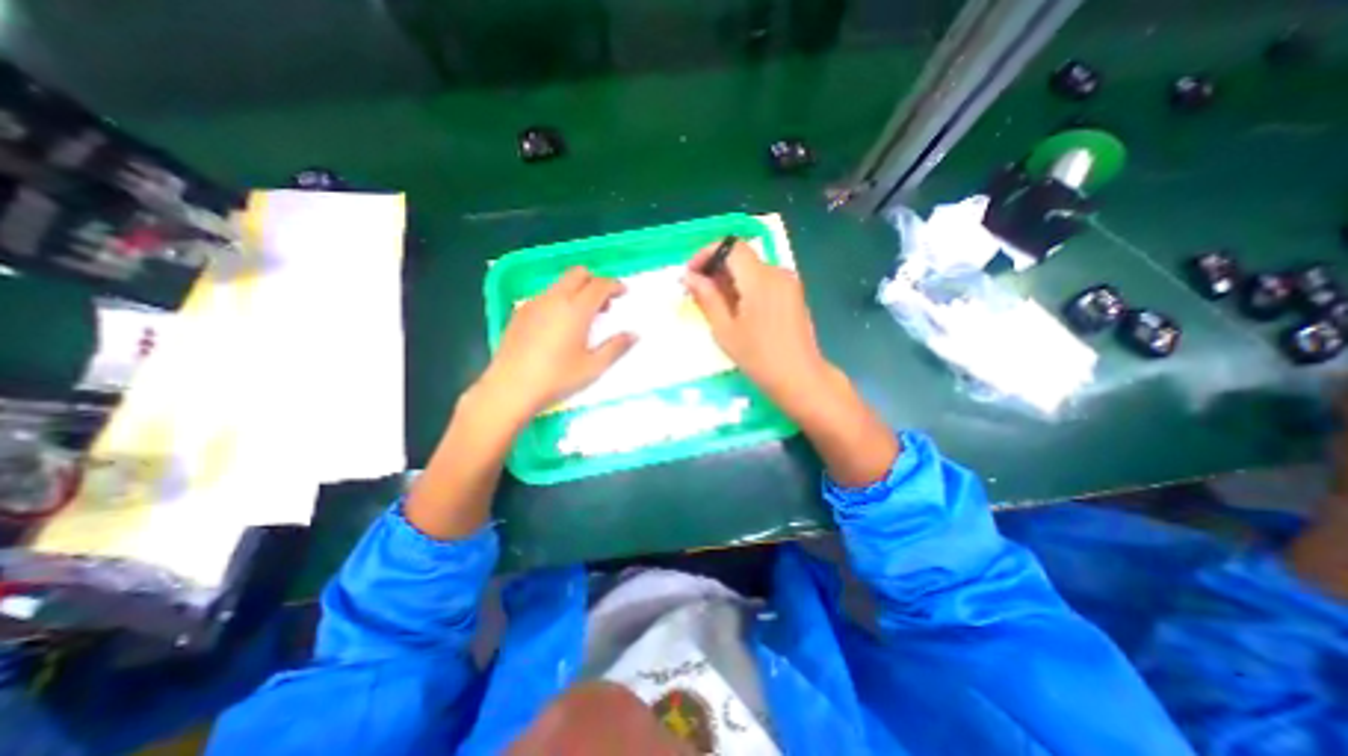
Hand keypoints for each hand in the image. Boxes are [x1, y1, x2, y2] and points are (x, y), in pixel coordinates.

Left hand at [480, 265, 638, 426]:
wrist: (510, 388)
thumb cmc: (557, 378)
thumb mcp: (593, 367)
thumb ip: (616, 347)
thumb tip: (634, 335)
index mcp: (576, 309)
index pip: (599, 285)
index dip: (614, 285)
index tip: (623, 292)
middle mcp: (554, 299)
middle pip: (577, 273)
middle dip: (595, 281)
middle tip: (604, 302)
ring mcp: (534, 303)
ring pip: (560, 283)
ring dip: (577, 290)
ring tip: (583, 316)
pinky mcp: (520, 312)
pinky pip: (546, 295)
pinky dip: (559, 299)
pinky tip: (559, 324)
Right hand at [687, 241, 892, 489]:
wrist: (800, 377)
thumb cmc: (758, 357)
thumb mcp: (725, 329)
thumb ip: (707, 297)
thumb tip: (689, 276)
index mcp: (759, 278)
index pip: (730, 246)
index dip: (706, 254)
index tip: (690, 274)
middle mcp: (777, 272)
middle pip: (741, 255)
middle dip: (716, 267)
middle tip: (698, 292)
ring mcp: (788, 282)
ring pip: (752, 268)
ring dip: (730, 278)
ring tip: (715, 304)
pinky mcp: (793, 293)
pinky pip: (764, 279)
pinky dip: (745, 286)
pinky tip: (737, 309)